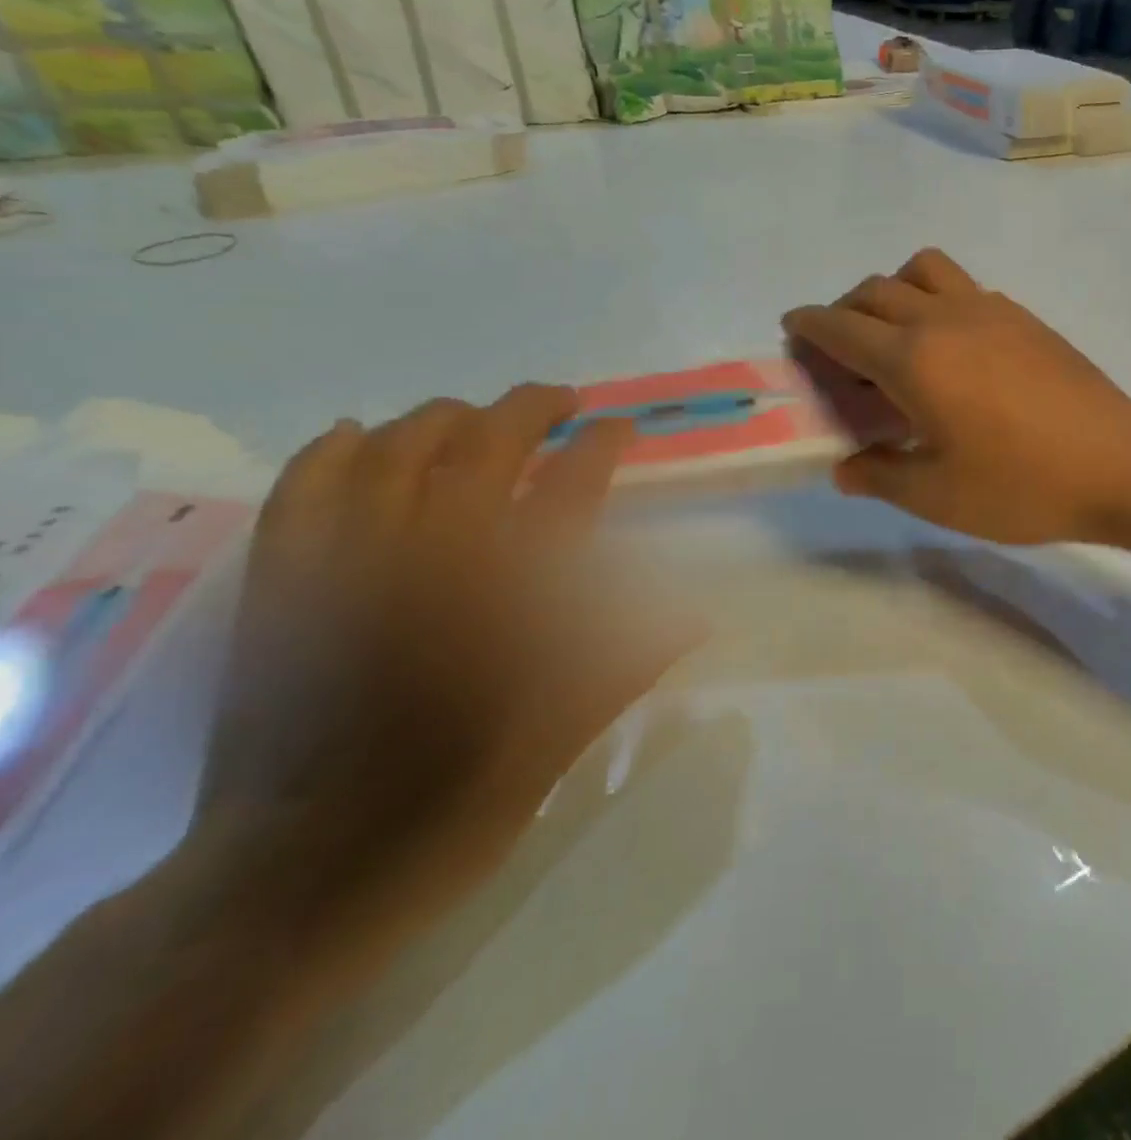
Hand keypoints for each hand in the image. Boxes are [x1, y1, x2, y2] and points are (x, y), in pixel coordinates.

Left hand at [203, 385, 680, 936]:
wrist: (298, 882)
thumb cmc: (452, 809)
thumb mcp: (563, 740)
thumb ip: (626, 661)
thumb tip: (696, 615)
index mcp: (510, 599)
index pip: (570, 487)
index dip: (600, 444)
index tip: (619, 428)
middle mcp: (431, 563)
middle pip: (483, 446)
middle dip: (528, 407)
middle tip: (559, 401)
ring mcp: (346, 568)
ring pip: (392, 450)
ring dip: (441, 417)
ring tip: (474, 415)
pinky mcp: (282, 591)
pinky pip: (299, 493)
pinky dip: (328, 451)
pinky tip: (357, 435)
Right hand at [783, 249, 1130, 543]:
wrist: (1121, 464)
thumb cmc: (1023, 486)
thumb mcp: (938, 496)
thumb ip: (881, 476)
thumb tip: (845, 468)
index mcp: (914, 359)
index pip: (842, 326)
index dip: (809, 324)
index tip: (792, 329)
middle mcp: (945, 319)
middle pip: (875, 289)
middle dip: (843, 309)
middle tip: (838, 348)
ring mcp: (991, 309)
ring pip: (924, 269)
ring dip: (893, 289)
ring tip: (895, 333)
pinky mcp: (1025, 316)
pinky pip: (964, 286)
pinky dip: (937, 299)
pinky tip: (953, 348)